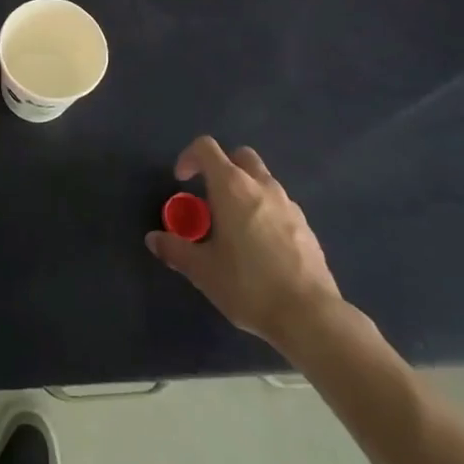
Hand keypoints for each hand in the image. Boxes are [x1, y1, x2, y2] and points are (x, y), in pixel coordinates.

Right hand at [145, 136, 346, 355]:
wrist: (310, 315)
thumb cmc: (248, 285)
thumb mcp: (203, 271)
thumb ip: (175, 250)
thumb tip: (153, 239)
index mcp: (232, 187)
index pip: (206, 148)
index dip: (189, 157)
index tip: (181, 181)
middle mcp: (261, 186)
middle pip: (240, 156)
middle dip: (222, 168)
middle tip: (210, 198)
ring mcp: (288, 204)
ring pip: (263, 180)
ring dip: (245, 190)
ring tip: (235, 226)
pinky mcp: (306, 226)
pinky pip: (280, 205)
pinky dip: (265, 211)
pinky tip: (261, 246)